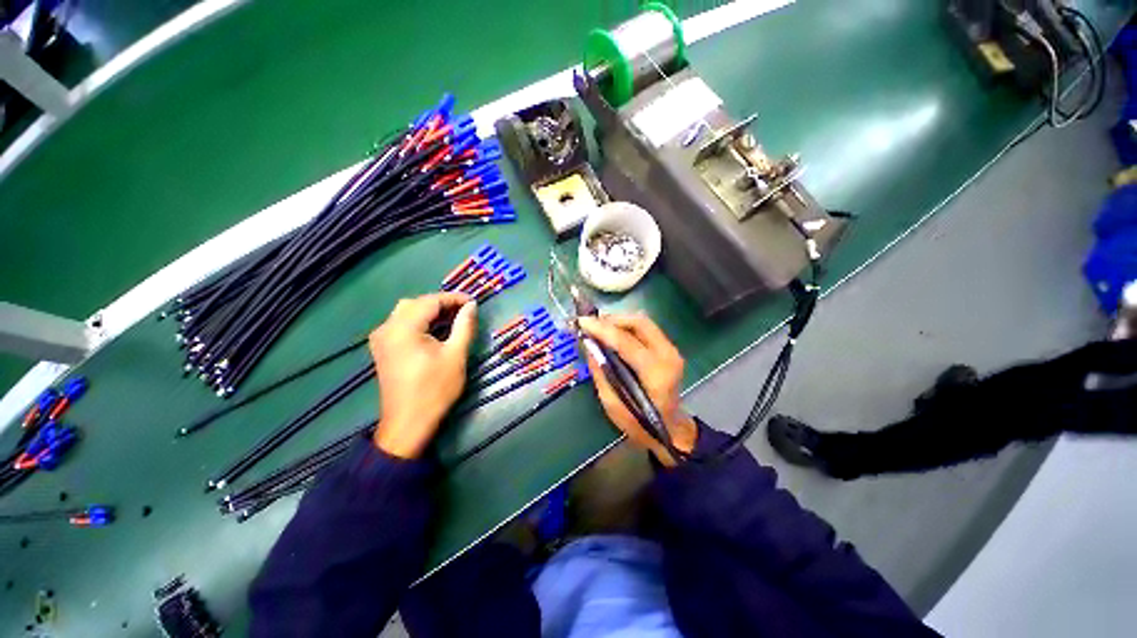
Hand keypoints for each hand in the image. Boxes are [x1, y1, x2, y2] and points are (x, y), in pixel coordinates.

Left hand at [369, 292, 477, 457]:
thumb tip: (471, 306)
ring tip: (452, 319)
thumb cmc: (435, 389)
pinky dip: (419, 322)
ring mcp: (381, 339)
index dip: (453, 298)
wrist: (408, 423)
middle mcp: (387, 328)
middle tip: (464, 311)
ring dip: (429, 312)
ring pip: (406, 312)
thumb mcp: (456, 355)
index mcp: (403, 328)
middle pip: (415, 303)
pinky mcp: (382, 349)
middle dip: (441, 303)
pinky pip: (400, 324)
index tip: (473, 301)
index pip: (430, 301)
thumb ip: (464, 326)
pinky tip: (434, 330)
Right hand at [578, 313, 696, 465]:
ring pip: (643, 322)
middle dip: (612, 319)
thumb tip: (589, 346)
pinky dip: (626, 327)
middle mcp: (668, 355)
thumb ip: (601, 373)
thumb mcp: (613, 405)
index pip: (626, 342)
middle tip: (591, 324)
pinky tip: (612, 333)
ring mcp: (671, 350)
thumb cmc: (640, 423)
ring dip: (619, 321)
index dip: (602, 329)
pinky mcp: (668, 348)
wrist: (670, 429)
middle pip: (639, 323)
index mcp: (656, 373)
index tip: (582, 322)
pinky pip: (645, 329)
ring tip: (599, 327)